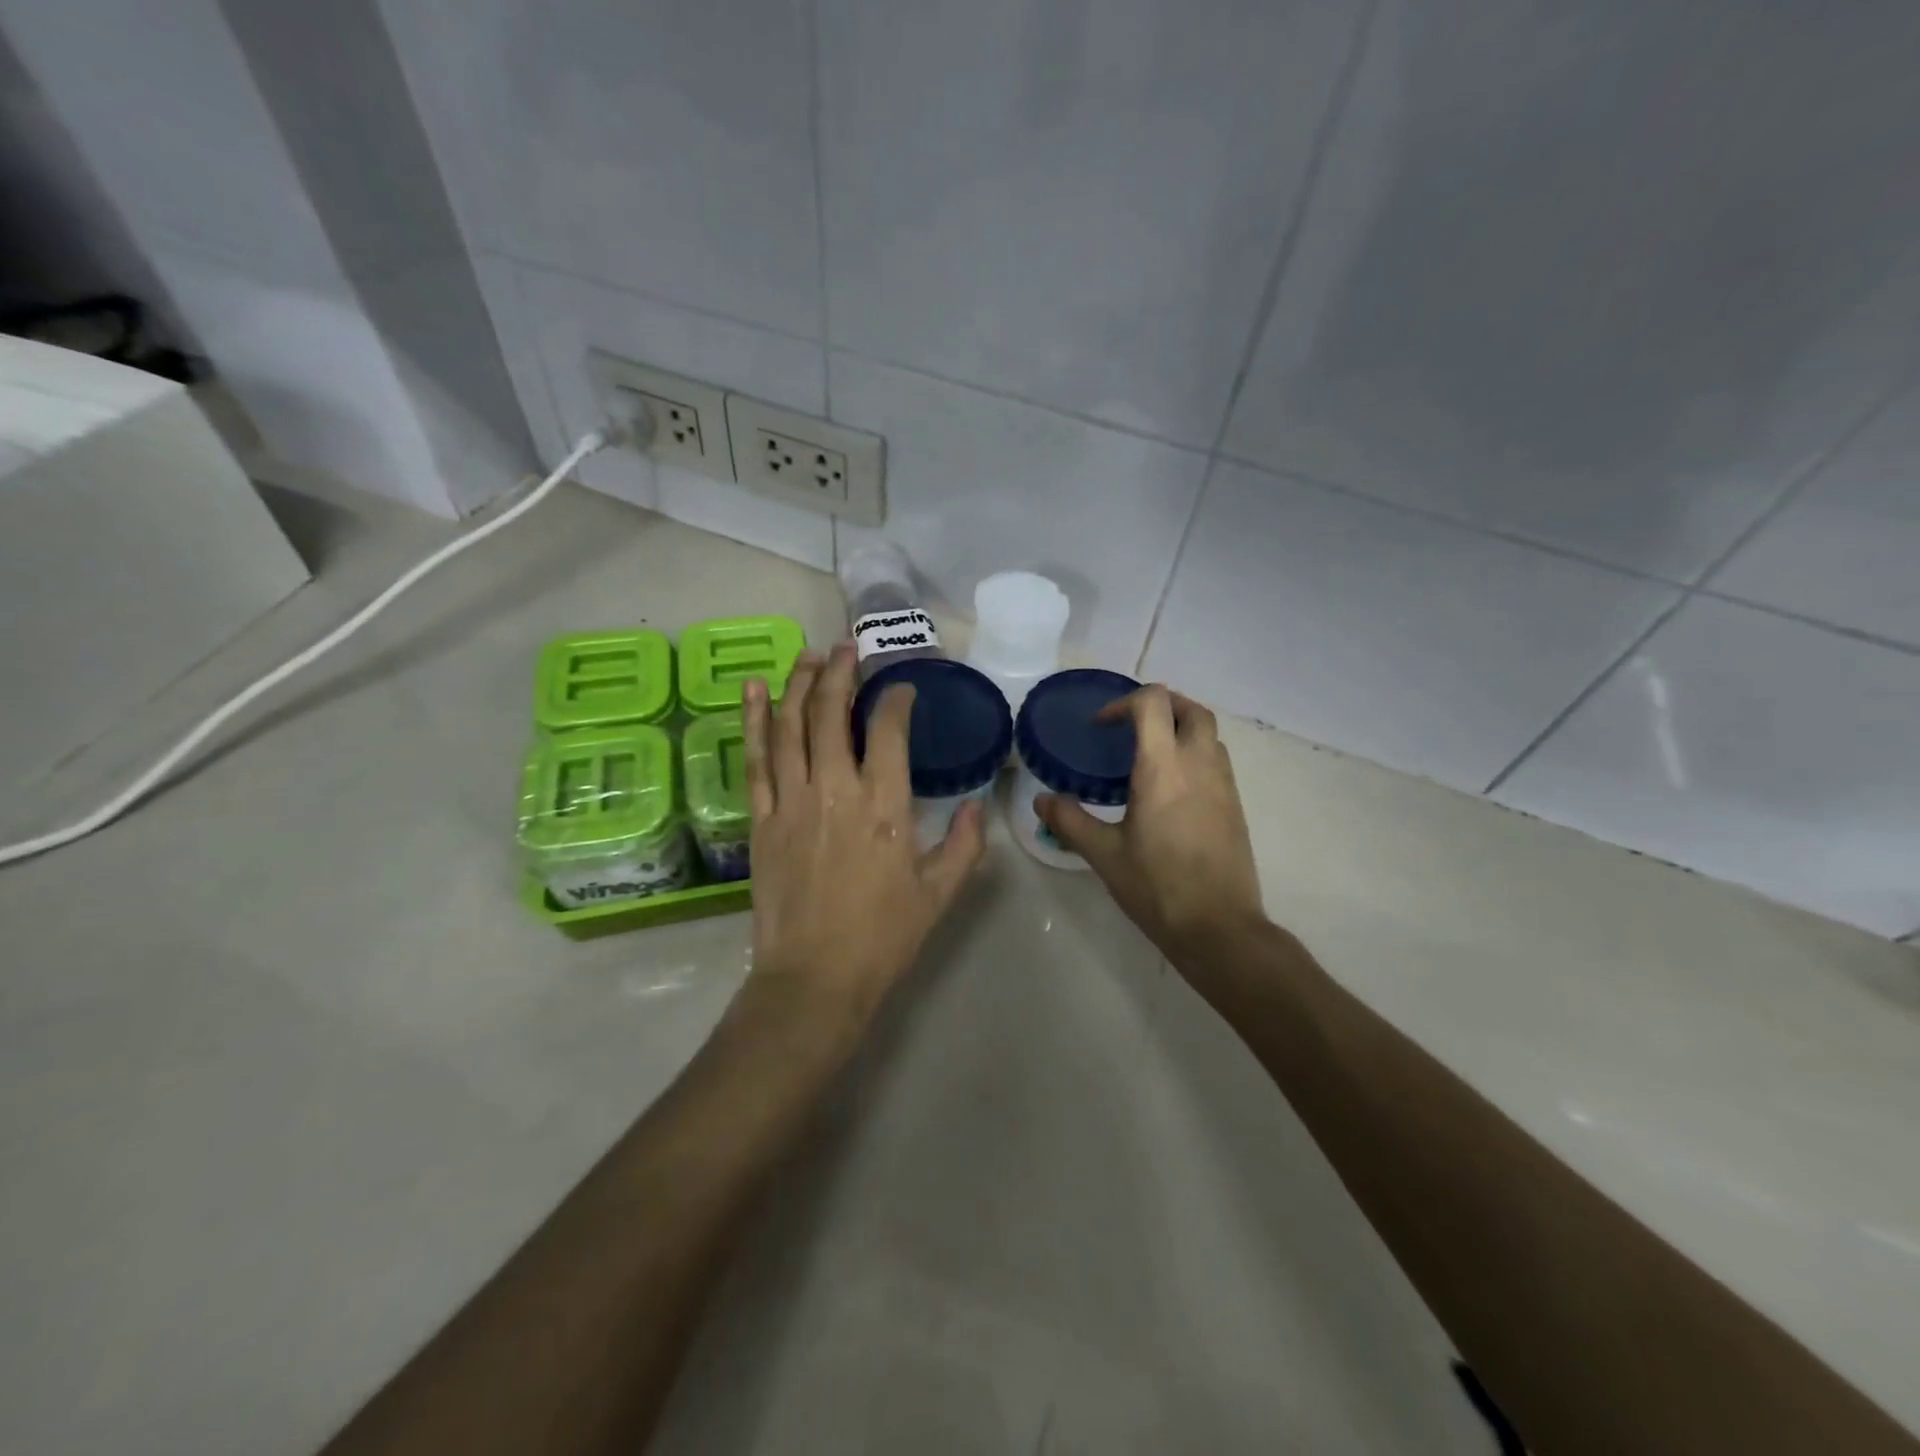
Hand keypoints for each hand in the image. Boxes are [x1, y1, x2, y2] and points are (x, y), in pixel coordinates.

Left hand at [740, 644, 985, 1036]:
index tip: (902, 689)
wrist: (814, 979)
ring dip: (798, 683)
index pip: (887, 730)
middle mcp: (834, 789)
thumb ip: (965, 845)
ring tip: (809, 654)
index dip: (895, 699)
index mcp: (884, 805)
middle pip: (830, 712)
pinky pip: (755, 758)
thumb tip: (978, 807)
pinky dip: (753, 719)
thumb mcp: (939, 893)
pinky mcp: (761, 818)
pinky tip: (754, 688)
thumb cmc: (883, 937)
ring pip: (789, 725)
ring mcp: (791, 800)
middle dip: (839, 672)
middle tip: (847, 647)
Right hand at [1037, 685, 1266, 967]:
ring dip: (1181, 730)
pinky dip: (1194, 756)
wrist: (1218, 927)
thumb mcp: (1104, 854)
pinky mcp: (1235, 806)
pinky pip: (1217, 761)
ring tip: (1149, 755)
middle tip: (1131, 726)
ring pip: (1209, 735)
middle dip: (1162, 705)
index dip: (1125, 702)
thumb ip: (1070, 821)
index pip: (1154, 703)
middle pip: (1192, 709)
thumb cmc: (1157, 886)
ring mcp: (1224, 785)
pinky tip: (1170, 790)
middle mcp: (1199, 765)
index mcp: (1164, 768)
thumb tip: (1042, 800)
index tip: (1102, 727)